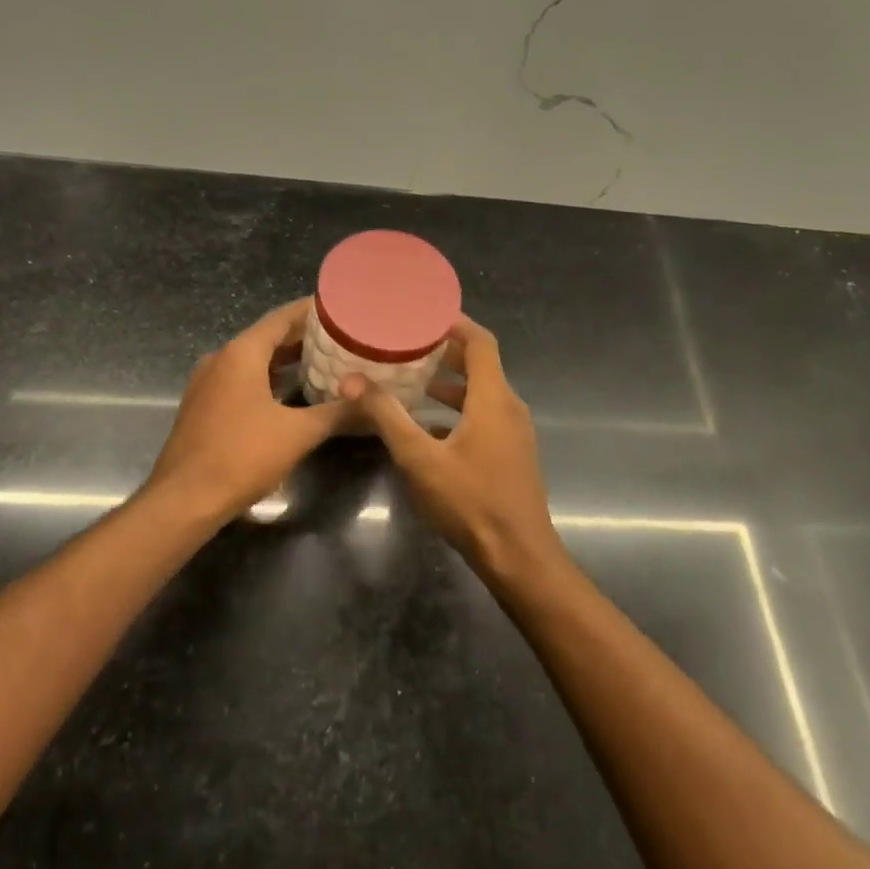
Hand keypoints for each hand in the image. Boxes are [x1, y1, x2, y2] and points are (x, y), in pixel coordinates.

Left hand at [144, 297, 350, 528]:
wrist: (185, 499)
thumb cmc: (242, 456)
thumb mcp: (298, 433)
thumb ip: (337, 413)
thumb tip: (371, 404)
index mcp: (241, 353)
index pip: (281, 317)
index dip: (312, 311)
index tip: (340, 309)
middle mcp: (221, 359)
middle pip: (267, 337)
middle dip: (302, 337)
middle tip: (340, 338)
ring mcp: (207, 383)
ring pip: (252, 361)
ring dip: (285, 360)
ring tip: (322, 362)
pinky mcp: (203, 406)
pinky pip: (240, 380)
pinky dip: (267, 379)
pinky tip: (290, 393)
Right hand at [341, 315, 566, 584]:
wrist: (518, 556)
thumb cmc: (471, 502)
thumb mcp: (420, 458)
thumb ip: (386, 416)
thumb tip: (351, 380)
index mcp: (494, 398)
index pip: (480, 342)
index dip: (454, 322)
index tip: (422, 312)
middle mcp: (509, 407)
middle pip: (480, 364)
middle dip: (444, 350)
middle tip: (406, 342)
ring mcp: (513, 433)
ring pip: (480, 392)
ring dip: (448, 382)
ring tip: (409, 377)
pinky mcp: (509, 454)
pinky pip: (482, 416)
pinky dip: (456, 409)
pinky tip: (425, 424)